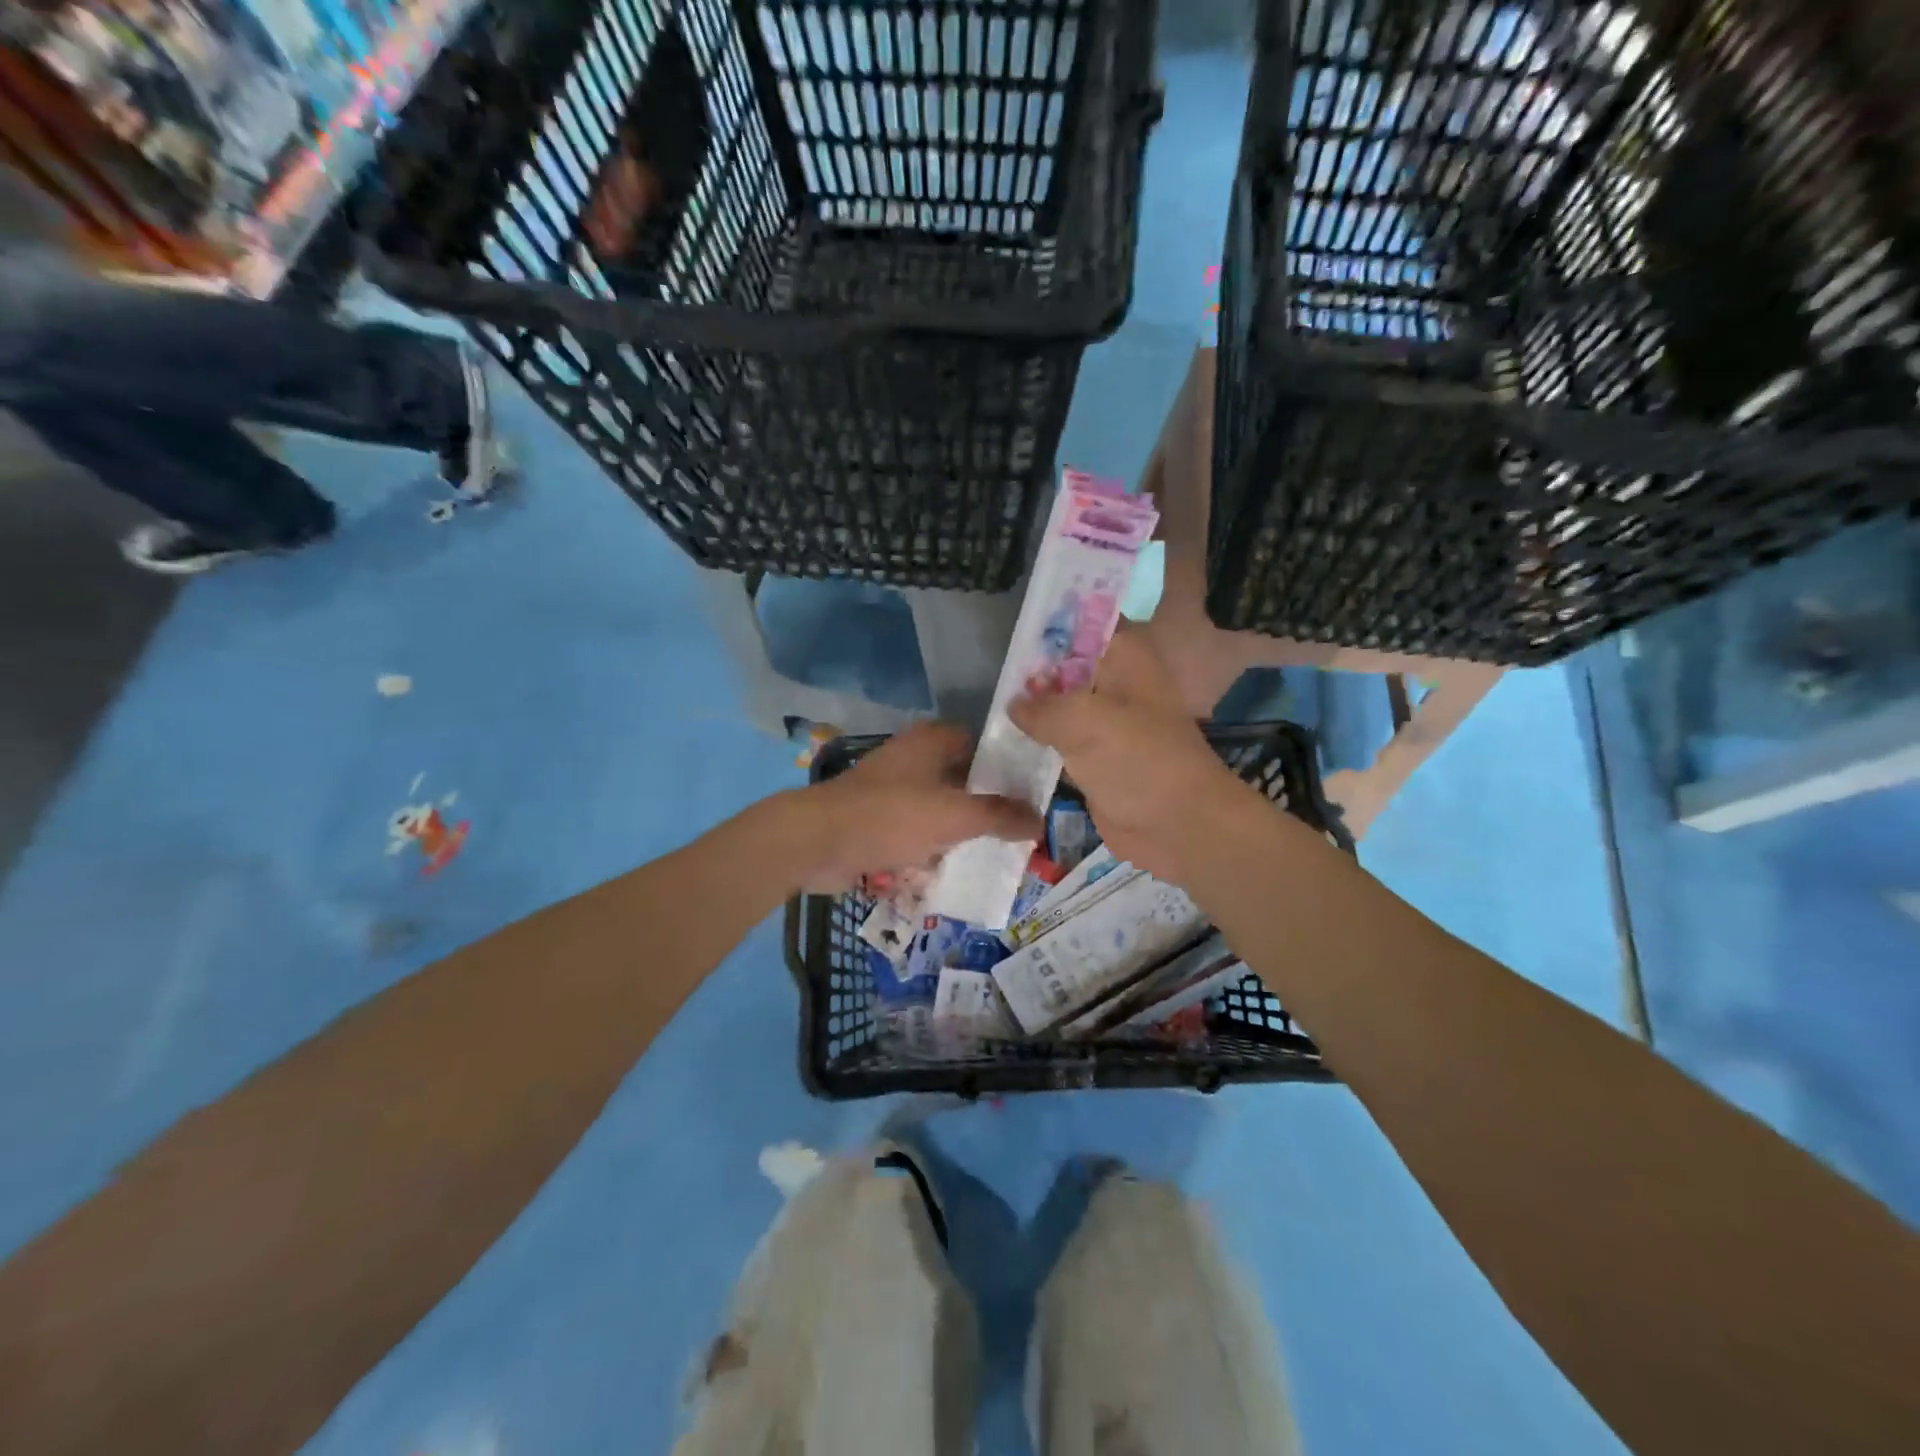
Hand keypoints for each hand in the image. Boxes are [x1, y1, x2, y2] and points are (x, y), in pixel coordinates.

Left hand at [785, 723, 1040, 894]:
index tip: (1036, 797)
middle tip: (1022, 832)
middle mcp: (916, 758)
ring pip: (943, 808)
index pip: (986, 746)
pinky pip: (919, 830)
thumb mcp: (955, 815)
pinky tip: (957, 868)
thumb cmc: (891, 816)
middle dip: (991, 807)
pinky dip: (936, 846)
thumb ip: (1001, 816)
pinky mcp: (880, 819)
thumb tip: (1040, 820)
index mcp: (934, 741)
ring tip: (998, 855)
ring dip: (963, 830)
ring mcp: (895, 789)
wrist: (817, 842)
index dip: (1012, 769)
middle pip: (966, 780)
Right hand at [1009, 627, 1259, 886]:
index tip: (1010, 628)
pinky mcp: (1095, 757)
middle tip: (988, 667)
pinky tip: (1002, 737)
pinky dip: (1037, 739)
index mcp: (1125, 655)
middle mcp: (1115, 681)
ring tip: (987, 699)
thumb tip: (1013, 703)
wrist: (1178, 826)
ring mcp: (1105, 721)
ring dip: (1032, 706)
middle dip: (1031, 667)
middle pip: (1066, 662)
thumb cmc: (1138, 760)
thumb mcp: (1083, 721)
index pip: (1084, 620)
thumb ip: (1041, 706)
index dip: (1050, 621)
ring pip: (1060, 703)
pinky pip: (1059, 740)